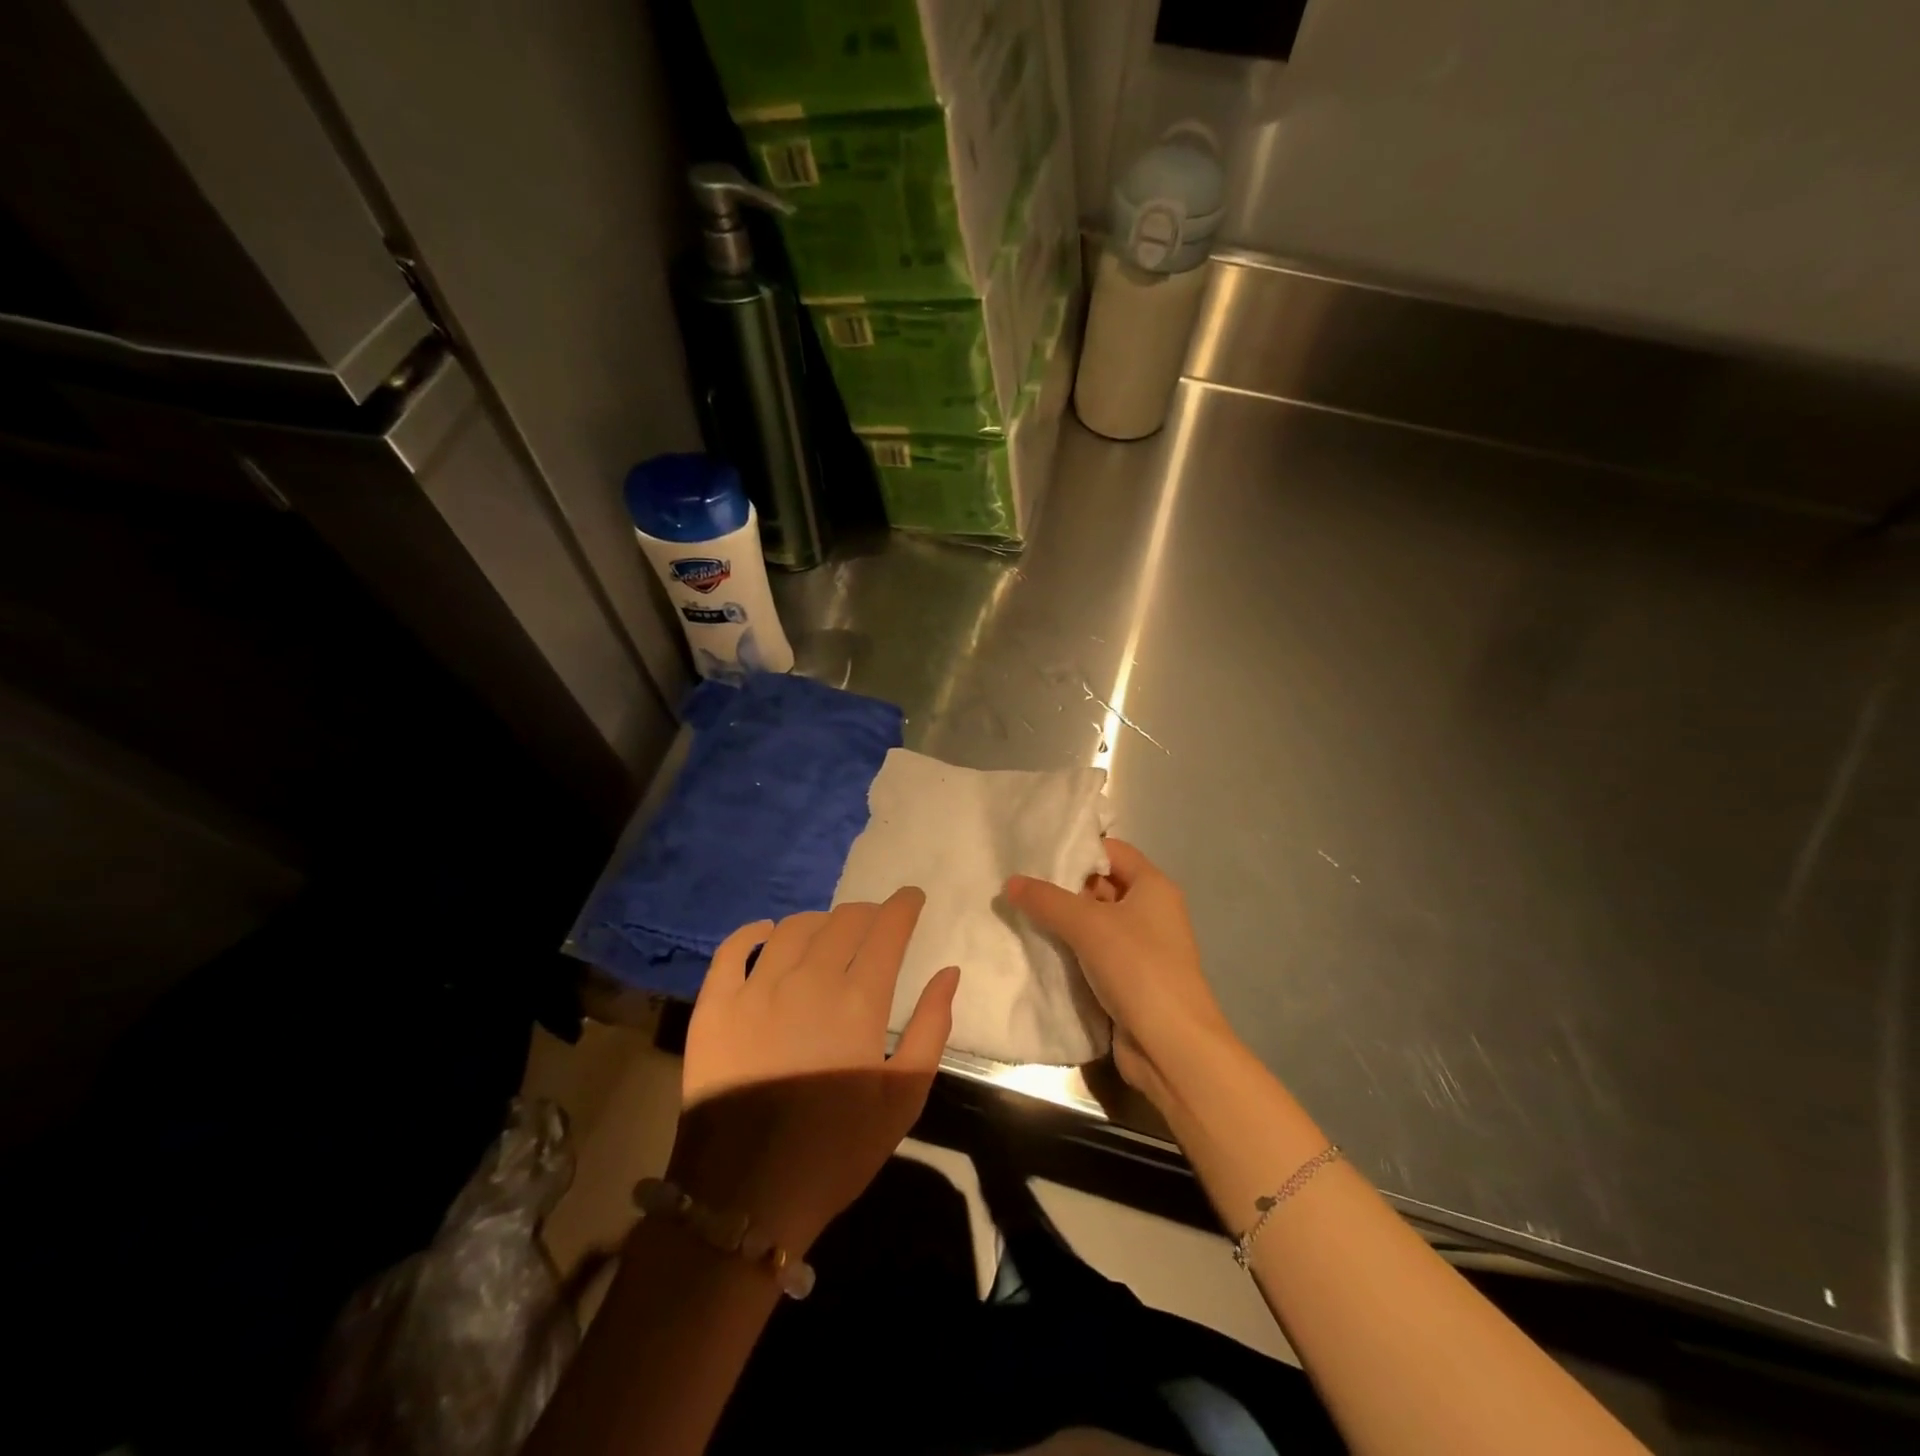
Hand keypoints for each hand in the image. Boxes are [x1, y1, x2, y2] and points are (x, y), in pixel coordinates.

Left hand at [667, 889, 959, 1253]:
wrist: (747, 1195)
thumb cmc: (837, 1149)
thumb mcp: (903, 1098)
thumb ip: (932, 1028)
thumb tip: (949, 973)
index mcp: (859, 1000)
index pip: (887, 930)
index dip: (903, 906)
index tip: (912, 898)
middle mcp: (809, 980)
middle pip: (842, 922)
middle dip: (866, 912)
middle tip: (874, 922)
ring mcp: (756, 989)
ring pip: (792, 929)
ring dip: (818, 921)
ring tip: (828, 931)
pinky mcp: (714, 1006)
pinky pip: (731, 951)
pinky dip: (752, 932)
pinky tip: (766, 932)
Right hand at [1007, 838, 1233, 1104]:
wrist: (1172, 1046)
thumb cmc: (1137, 968)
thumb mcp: (1088, 925)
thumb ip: (1047, 900)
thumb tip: (1010, 882)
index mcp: (1153, 887)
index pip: (1111, 851)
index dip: (1077, 850)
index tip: (1035, 854)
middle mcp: (1151, 912)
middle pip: (1101, 886)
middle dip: (1063, 887)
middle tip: (1019, 886)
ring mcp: (1141, 948)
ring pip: (1095, 923)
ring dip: (1063, 922)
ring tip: (1019, 915)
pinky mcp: (1130, 979)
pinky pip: (1094, 954)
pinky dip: (1070, 951)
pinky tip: (1037, 950)